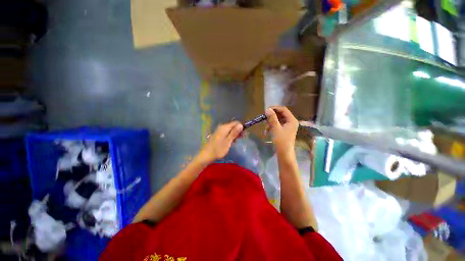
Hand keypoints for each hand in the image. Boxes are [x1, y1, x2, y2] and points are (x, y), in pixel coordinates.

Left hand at [199, 121, 243, 162]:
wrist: (207, 155)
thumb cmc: (219, 149)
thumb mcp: (228, 141)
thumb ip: (234, 132)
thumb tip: (241, 124)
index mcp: (225, 127)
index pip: (236, 123)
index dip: (241, 127)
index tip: (243, 135)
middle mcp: (222, 127)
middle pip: (233, 126)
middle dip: (238, 131)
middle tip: (241, 139)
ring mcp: (219, 130)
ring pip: (230, 130)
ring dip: (234, 134)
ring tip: (235, 142)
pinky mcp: (218, 134)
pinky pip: (226, 132)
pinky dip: (230, 136)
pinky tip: (230, 142)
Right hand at [266, 106, 297, 153]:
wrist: (284, 153)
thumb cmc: (281, 141)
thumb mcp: (276, 128)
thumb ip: (272, 118)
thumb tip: (268, 109)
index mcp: (292, 120)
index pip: (283, 109)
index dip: (274, 108)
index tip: (266, 110)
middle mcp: (291, 122)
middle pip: (281, 114)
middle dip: (272, 116)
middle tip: (264, 118)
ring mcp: (288, 126)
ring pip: (278, 120)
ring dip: (271, 121)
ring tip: (265, 126)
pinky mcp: (284, 130)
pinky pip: (278, 125)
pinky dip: (272, 126)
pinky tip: (267, 130)